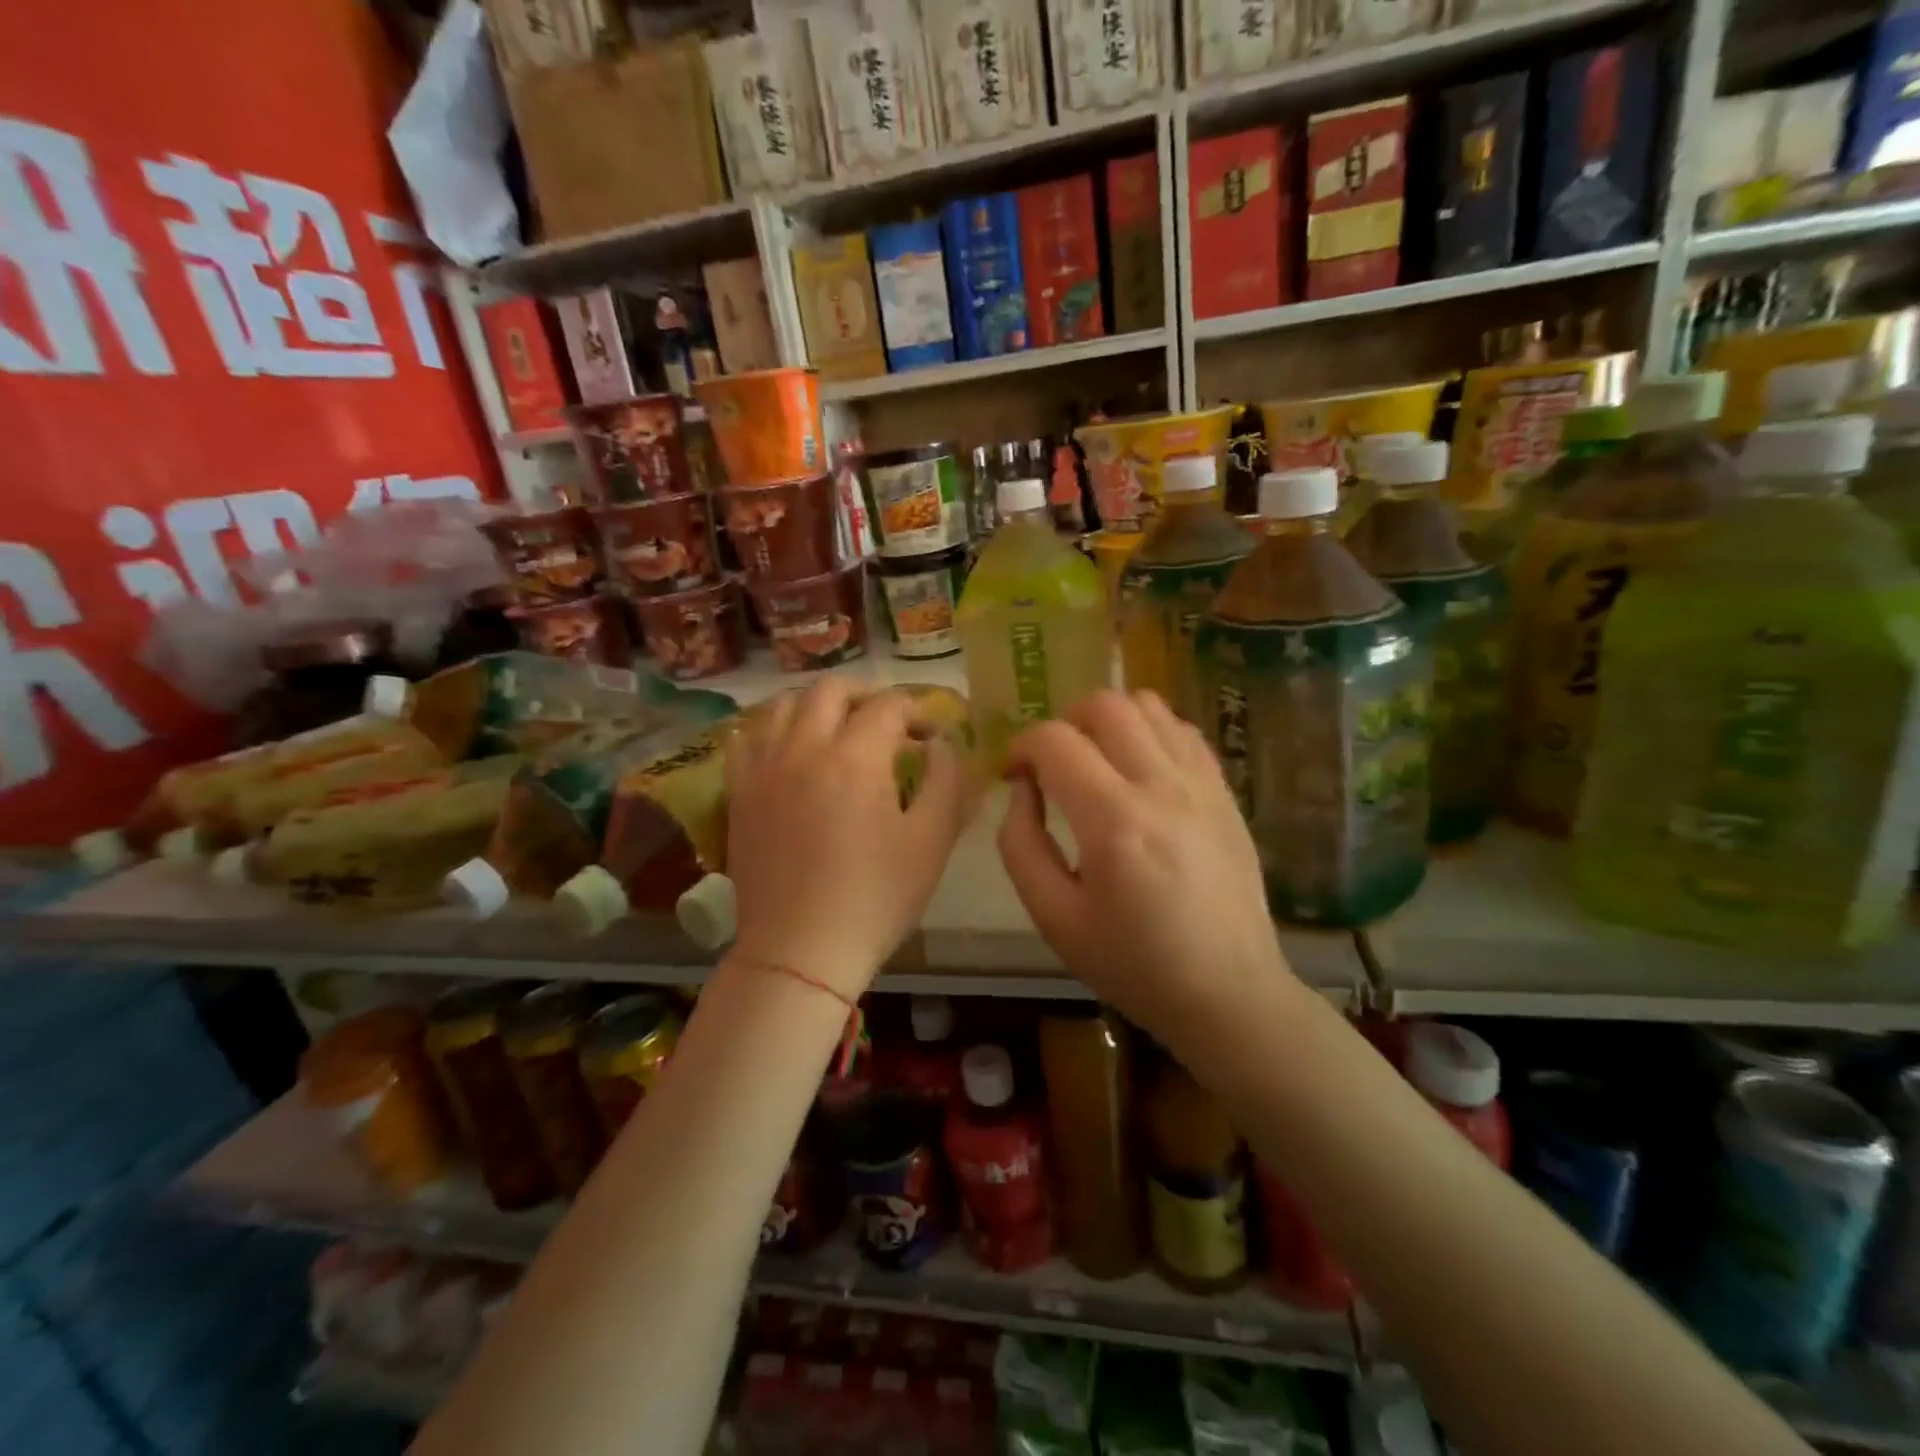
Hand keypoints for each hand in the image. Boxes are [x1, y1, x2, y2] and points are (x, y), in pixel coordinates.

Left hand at [725, 681, 971, 998]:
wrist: (799, 951)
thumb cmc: (875, 898)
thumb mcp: (931, 842)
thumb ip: (946, 781)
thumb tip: (943, 745)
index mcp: (855, 757)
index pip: (888, 706)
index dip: (917, 712)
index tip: (931, 736)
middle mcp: (803, 747)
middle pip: (831, 689)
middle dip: (867, 695)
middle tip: (888, 722)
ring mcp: (763, 768)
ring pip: (785, 704)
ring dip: (818, 705)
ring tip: (838, 728)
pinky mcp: (738, 792)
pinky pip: (748, 737)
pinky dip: (773, 728)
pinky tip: (789, 747)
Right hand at [997, 690, 1289, 1040]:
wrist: (1227, 991)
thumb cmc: (1132, 963)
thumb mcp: (1054, 918)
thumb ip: (1021, 846)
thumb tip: (1023, 789)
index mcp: (1114, 823)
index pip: (1055, 741)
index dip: (1021, 747)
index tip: (1014, 775)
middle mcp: (1161, 787)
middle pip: (1104, 704)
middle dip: (1064, 722)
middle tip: (1054, 765)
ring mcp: (1201, 784)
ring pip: (1148, 705)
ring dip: (1109, 720)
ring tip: (1097, 761)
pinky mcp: (1224, 791)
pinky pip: (1183, 730)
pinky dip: (1150, 731)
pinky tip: (1139, 769)